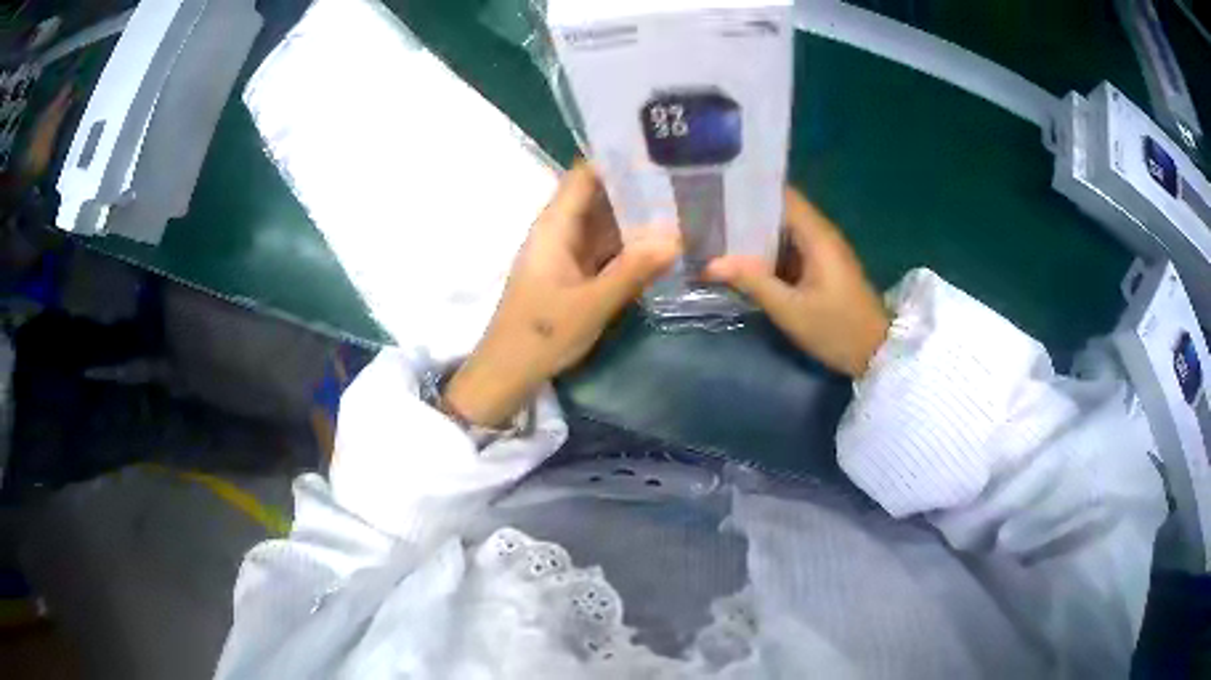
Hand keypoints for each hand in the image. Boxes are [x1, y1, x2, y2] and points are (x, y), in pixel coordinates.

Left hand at [444, 163, 680, 426]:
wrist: (508, 371)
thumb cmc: (542, 334)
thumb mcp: (592, 304)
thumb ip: (634, 270)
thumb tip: (677, 238)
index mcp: (555, 226)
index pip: (584, 176)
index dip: (616, 160)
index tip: (658, 153)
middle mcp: (560, 231)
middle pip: (599, 198)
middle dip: (637, 190)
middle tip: (684, 182)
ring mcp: (567, 253)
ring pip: (605, 225)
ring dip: (637, 220)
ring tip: (682, 207)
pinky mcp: (573, 274)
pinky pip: (605, 249)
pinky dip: (629, 246)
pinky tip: (660, 246)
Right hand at [704, 189, 888, 376]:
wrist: (876, 355)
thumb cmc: (836, 329)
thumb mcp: (791, 310)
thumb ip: (753, 282)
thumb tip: (711, 263)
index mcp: (817, 236)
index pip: (782, 195)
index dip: (751, 190)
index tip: (718, 190)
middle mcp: (821, 235)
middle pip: (780, 211)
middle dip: (747, 212)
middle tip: (709, 215)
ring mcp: (823, 251)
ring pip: (784, 231)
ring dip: (755, 234)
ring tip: (717, 233)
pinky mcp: (823, 267)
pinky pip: (791, 249)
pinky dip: (768, 251)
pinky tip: (743, 260)